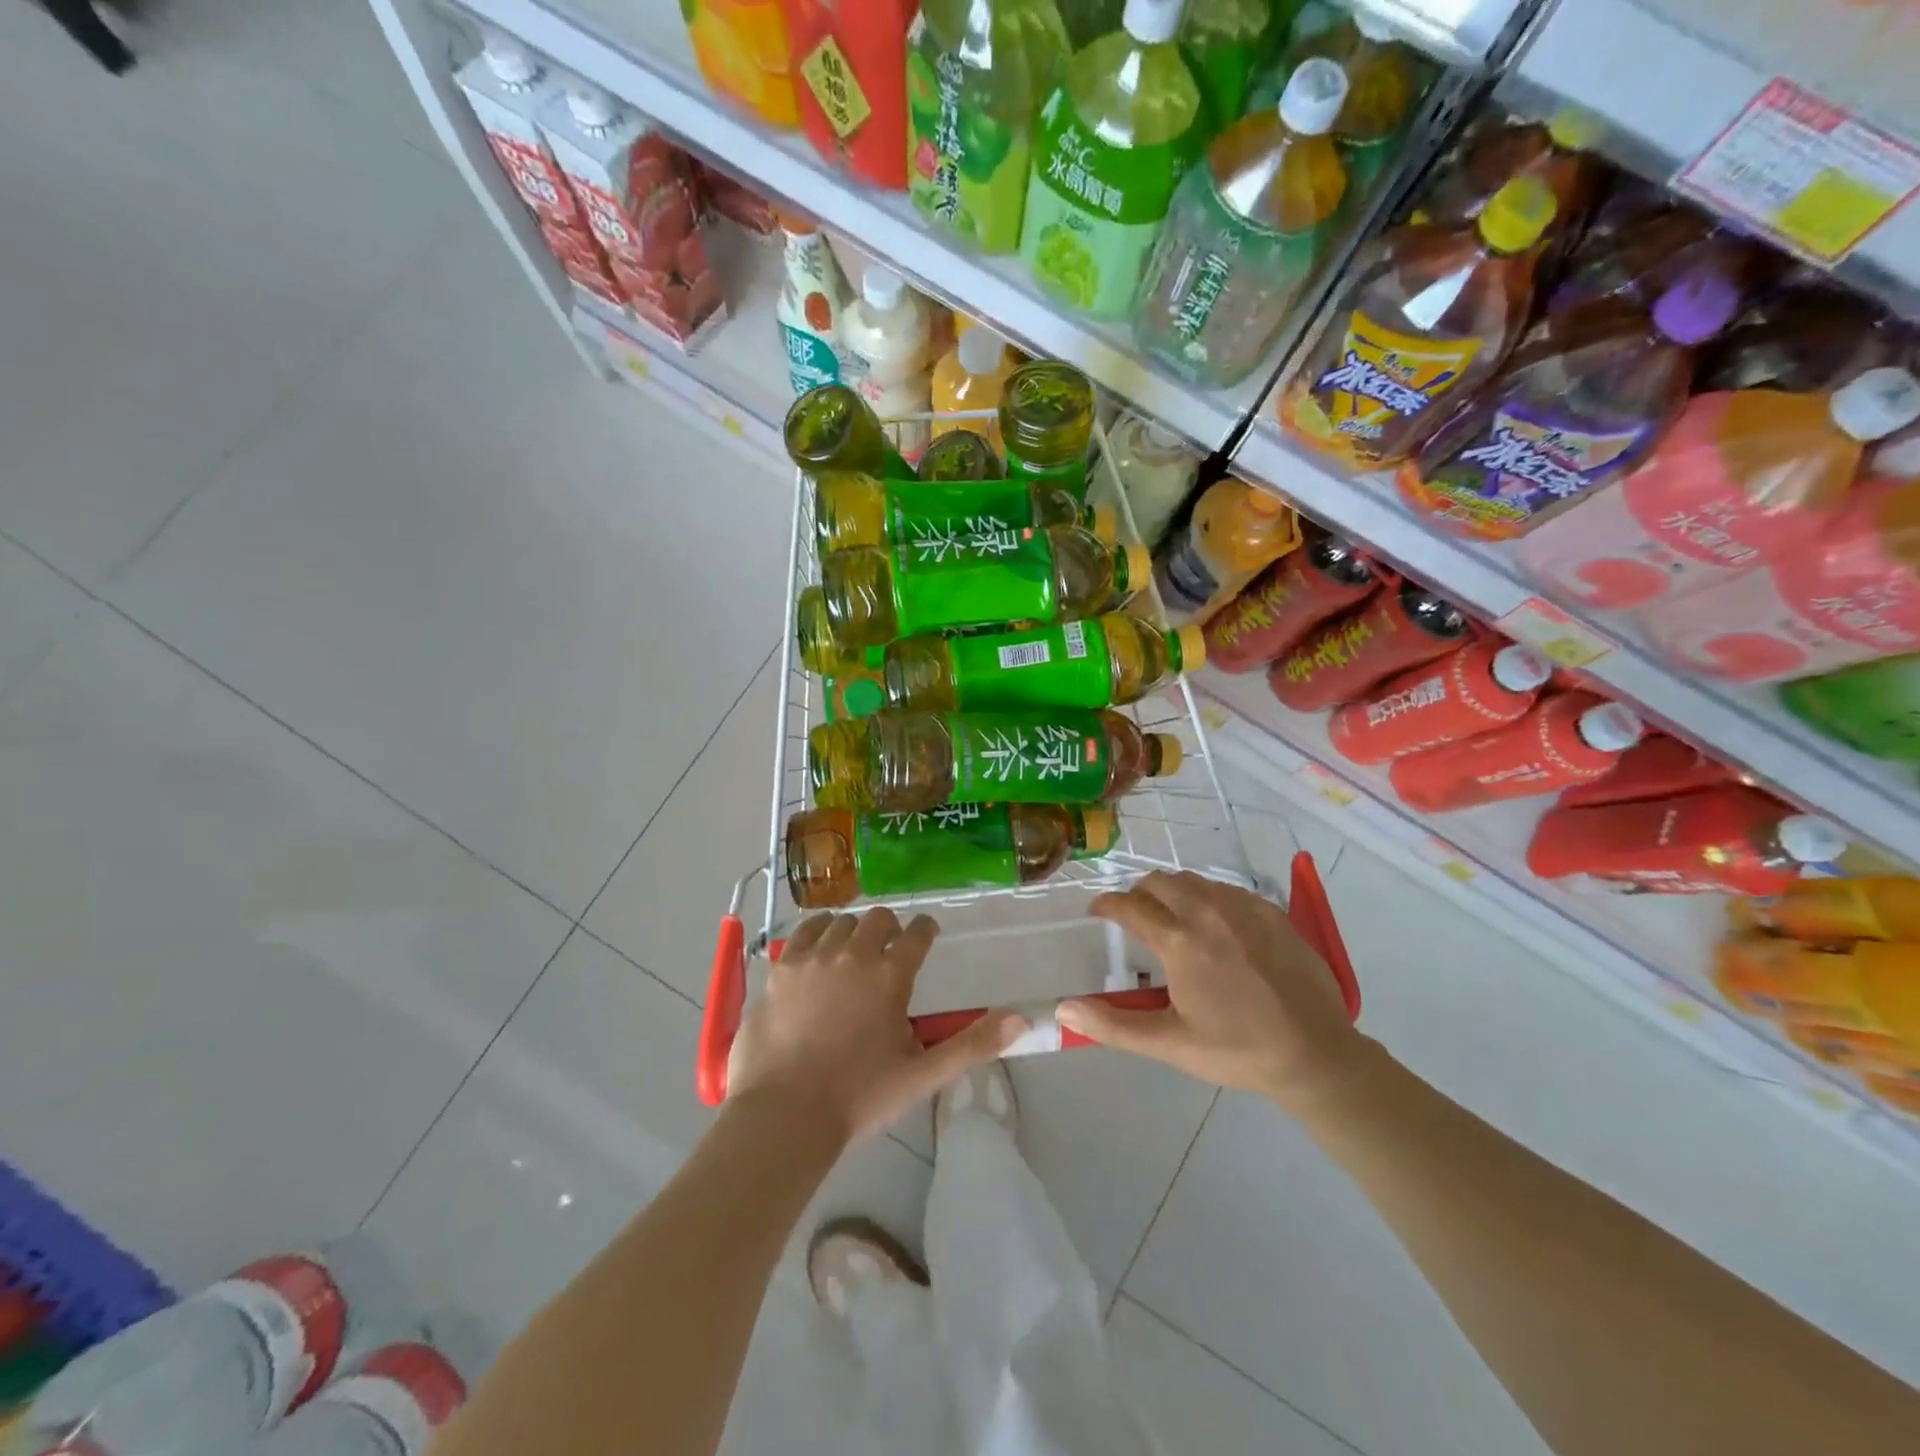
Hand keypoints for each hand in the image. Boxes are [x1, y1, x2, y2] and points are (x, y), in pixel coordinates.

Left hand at [728, 908, 1024, 1143]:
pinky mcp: (782, 968)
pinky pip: (805, 931)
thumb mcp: (923, 1074)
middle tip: (890, 950)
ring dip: (854, 932)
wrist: (785, 1113)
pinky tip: (820, 948)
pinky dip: (818, 932)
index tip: (927, 934)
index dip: (926, 929)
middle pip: (878, 919)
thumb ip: (973, 1044)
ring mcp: (814, 957)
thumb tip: (1021, 1019)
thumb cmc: (860, 1096)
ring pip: (841, 921)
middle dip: (890, 929)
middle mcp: (854, 954)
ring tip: (854, 952)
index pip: (917, 933)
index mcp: (890, 976)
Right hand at [1057, 871, 1369, 1110]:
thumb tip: (1063, 1008)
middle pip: (1159, 882)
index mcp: (1179, 940)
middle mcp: (1207, 911)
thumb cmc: (1236, 1050)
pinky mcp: (1271, 912)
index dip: (1106, 905)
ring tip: (1171, 918)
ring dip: (1173, 892)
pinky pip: (1227, 890)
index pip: (1129, 906)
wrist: (1315, 1053)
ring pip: (1194, 881)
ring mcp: (1243, 907)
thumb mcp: (1169, 1043)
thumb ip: (1113, 1024)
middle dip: (1138, 893)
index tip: (1097, 912)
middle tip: (1134, 916)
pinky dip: (1208, 898)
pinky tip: (1215, 925)